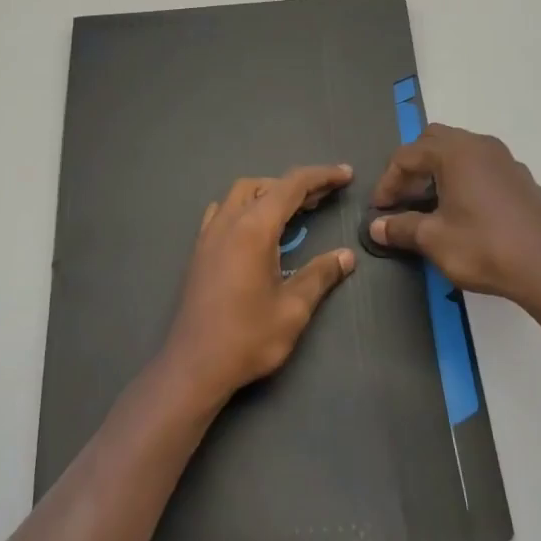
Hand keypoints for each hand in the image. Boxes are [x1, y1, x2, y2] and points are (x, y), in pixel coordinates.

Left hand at [160, 165, 357, 407]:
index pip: (291, 186)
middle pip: (265, 185)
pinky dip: (247, 206)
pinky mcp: (200, 249)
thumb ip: (320, 275)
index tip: (346, 175)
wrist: (194, 365)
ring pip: (241, 194)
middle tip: (325, 197)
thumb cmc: (247, 337)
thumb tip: (346, 256)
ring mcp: (210, 233)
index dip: (321, 176)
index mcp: (253, 228)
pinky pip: (224, 210)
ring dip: (270, 193)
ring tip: (295, 211)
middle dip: (297, 185)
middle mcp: (228, 221)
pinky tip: (257, 228)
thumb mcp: (293, 309)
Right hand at [370, 124, 540, 305]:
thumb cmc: (484, 247)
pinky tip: (465, 211)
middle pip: (434, 141)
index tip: (380, 209)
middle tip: (404, 197)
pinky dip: (464, 179)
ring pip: (461, 151)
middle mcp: (480, 145)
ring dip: (439, 170)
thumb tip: (376, 227)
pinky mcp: (523, 179)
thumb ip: (402, 228)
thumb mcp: (434, 240)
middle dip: (413, 166)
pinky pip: (483, 167)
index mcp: (454, 152)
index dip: (388, 181)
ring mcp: (506, 160)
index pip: (407, 155)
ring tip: (431, 203)